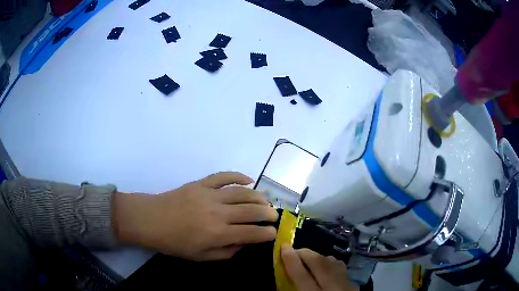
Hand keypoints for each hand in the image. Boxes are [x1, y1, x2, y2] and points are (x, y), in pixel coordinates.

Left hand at [113, 172, 278, 260]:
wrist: (151, 220)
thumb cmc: (175, 243)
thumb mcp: (201, 257)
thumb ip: (227, 252)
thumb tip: (245, 243)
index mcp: (218, 233)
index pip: (252, 233)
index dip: (266, 233)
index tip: (272, 233)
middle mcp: (218, 213)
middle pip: (252, 210)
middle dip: (268, 213)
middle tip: (273, 216)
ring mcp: (210, 194)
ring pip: (243, 192)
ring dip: (259, 196)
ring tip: (265, 201)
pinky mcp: (201, 183)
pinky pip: (224, 176)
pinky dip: (239, 176)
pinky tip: (248, 180)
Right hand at [281, 244, 358, 290]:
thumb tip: (283, 280)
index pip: (301, 275)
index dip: (291, 260)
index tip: (283, 247)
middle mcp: (333, 288)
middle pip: (319, 264)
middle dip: (304, 253)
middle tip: (293, 251)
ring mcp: (346, 284)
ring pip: (332, 262)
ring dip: (317, 257)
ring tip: (307, 259)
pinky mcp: (353, 283)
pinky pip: (340, 267)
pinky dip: (329, 263)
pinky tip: (324, 267)